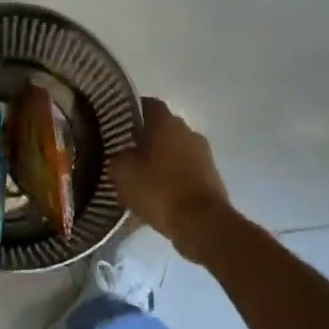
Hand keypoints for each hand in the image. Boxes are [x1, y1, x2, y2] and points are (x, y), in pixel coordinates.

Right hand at [109, 98, 232, 250]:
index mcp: (166, 123)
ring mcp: (203, 154)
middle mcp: (187, 131)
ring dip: (161, 157)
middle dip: (146, 136)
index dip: (131, 110)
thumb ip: (116, 157)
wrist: (202, 223)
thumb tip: (119, 154)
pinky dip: (173, 174)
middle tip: (126, 150)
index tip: (117, 121)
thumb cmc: (158, 190)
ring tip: (141, 174)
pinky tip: (159, 191)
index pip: (147, 104)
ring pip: (176, 148)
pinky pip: (186, 168)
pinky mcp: (211, 176)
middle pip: (163, 127)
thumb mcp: (122, 173)